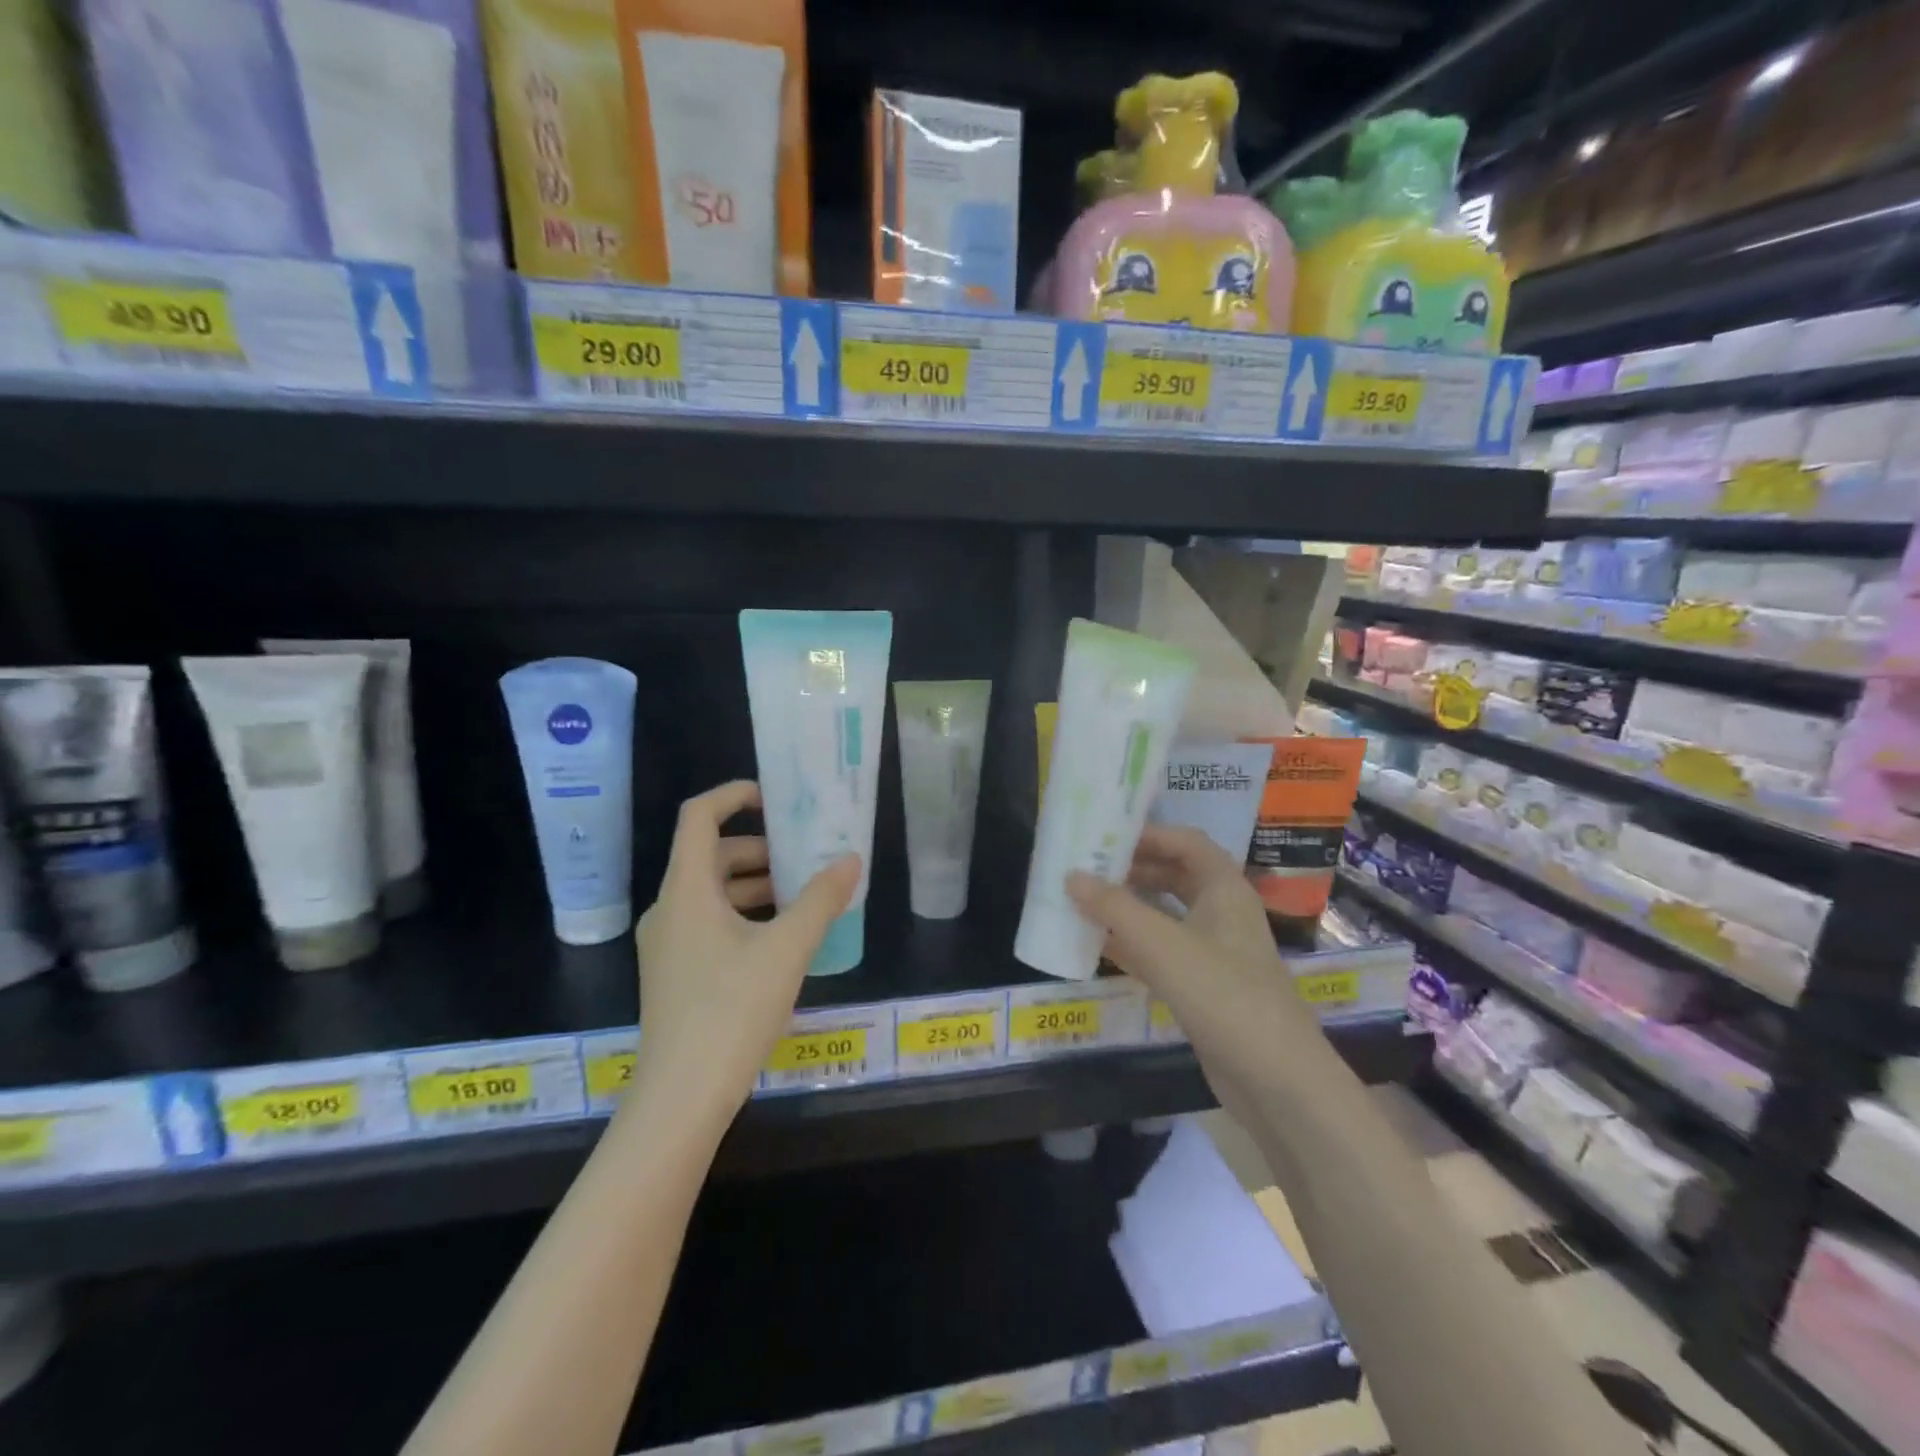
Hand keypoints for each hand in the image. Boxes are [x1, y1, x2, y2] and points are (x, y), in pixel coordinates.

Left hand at [632, 781, 859, 1129]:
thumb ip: (821, 899)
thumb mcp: (787, 949)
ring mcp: (666, 944)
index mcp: (686, 890)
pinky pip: (708, 923)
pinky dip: (743, 916)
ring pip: (711, 893)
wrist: (681, 1097)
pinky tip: (780, 940)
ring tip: (802, 898)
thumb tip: (851, 859)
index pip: (698, 817)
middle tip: (804, 857)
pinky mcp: (673, 974)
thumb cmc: (732, 1010)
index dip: (733, 796)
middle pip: (710, 856)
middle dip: (758, 850)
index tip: (773, 798)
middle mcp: (668, 909)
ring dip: (754, 886)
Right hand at [1066, 827, 1324, 1104]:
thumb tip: (1071, 876)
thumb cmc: (1223, 995)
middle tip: (1088, 868)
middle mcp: (1223, 913)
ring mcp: (1216, 951)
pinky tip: (1100, 946)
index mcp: (1225, 889)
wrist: (1276, 1081)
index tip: (1105, 836)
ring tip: (1085, 902)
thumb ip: (1115, 908)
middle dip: (1133, 869)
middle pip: (1175, 875)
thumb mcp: (1163, 945)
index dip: (1148, 834)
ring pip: (1167, 914)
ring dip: (1130, 906)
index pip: (1186, 842)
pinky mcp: (1205, 986)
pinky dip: (1134, 943)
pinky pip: (1164, 951)